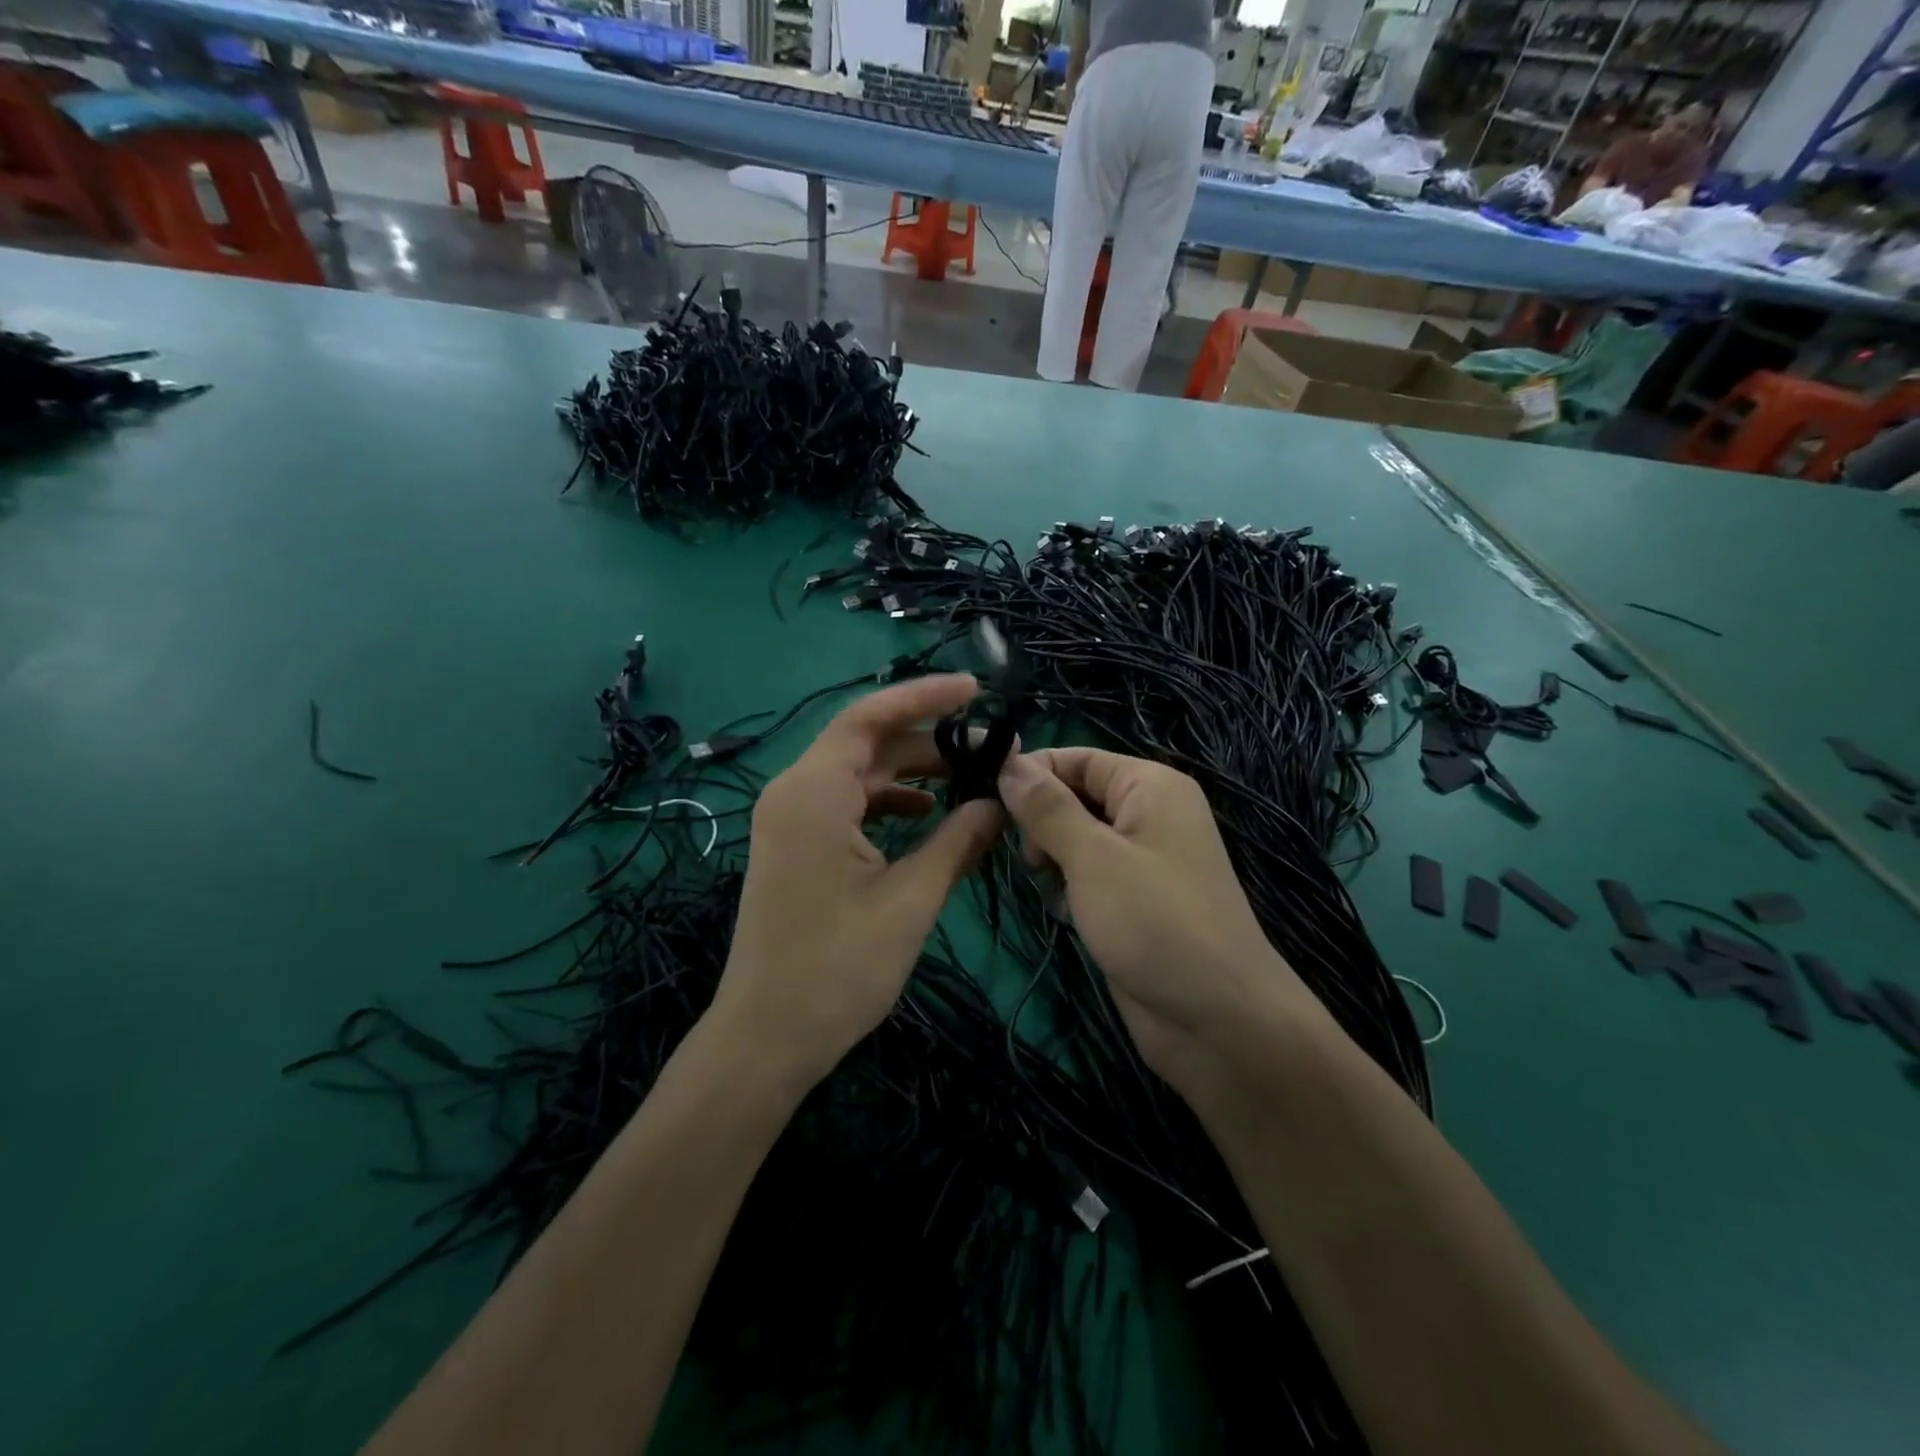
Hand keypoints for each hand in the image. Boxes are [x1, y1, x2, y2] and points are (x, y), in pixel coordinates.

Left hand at [712, 675, 1006, 1088]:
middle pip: (867, 742)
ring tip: (969, 778)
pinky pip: (846, 803)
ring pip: (859, 773)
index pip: (870, 717)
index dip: (924, 697)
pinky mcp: (795, 845)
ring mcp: (790, 820)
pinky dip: (888, 801)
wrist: (765, 1039)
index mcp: (814, 792)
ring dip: (912, 771)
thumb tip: (1001, 804)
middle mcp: (794, 792)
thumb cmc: (837, 969)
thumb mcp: (911, 901)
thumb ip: (959, 842)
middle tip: (989, 749)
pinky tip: (926, 814)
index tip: (975, 690)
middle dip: (928, 740)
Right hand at [995, 748, 1313, 1094]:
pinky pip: (1087, 876)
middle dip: (1042, 823)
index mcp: (1150, 786)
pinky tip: (1066, 915)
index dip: (1031, 774)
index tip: (986, 801)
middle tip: (1031, 861)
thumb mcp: (1093, 858)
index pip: (1076, 757)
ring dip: (1052, 861)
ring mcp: (1142, 860)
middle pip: (1074, 796)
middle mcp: (1148, 814)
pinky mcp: (1133, 900)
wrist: (1219, 1021)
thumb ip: (1047, 808)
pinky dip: (1069, 890)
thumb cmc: (1155, 922)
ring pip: (1075, 839)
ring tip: (1051, 890)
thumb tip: (1008, 762)